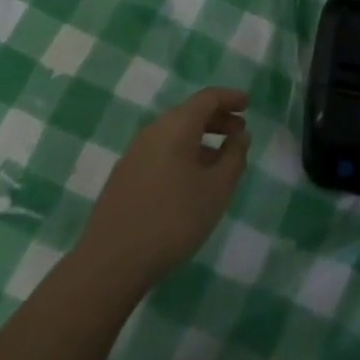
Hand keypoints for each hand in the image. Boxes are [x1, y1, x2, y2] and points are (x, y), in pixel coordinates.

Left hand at [76, 88, 250, 291]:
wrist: (111, 261)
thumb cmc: (173, 219)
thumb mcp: (216, 190)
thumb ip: (234, 158)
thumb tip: (241, 136)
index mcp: (176, 126)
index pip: (207, 98)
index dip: (229, 98)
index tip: (248, 104)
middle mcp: (153, 131)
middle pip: (189, 114)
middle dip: (217, 119)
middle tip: (239, 133)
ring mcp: (134, 154)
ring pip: (174, 134)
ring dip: (200, 140)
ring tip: (219, 161)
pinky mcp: (124, 177)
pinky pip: (161, 152)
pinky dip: (182, 155)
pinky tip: (190, 182)